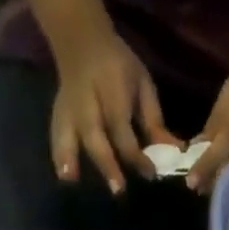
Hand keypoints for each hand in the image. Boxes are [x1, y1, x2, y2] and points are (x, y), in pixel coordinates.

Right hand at [52, 29, 179, 195]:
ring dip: (69, 158)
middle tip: (118, 190)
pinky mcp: (57, 115)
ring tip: (71, 180)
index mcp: (112, 90)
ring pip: (68, 135)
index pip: (124, 129)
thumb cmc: (117, 65)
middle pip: (96, 136)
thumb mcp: (142, 84)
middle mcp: (88, 102)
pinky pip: (56, 136)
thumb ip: (153, 120)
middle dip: (107, 163)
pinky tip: (64, 176)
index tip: (151, 173)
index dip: (137, 153)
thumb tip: (172, 151)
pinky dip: (59, 156)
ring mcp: (68, 109)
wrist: (80, 39)